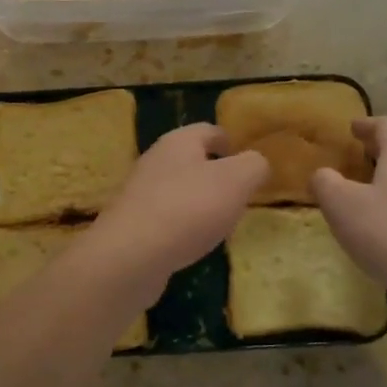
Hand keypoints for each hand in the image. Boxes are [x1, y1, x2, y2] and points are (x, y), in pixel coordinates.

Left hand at [81, 124, 267, 296]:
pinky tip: (194, 244)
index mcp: (178, 142)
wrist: (130, 255)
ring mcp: (140, 194)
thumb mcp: (236, 180)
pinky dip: (183, 227)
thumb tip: (256, 163)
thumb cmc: (188, 208)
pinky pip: (166, 219)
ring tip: (221, 222)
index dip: (230, 141)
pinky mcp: (132, 225)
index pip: (209, 130)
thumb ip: (253, 166)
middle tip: (240, 195)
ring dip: (199, 202)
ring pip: (178, 190)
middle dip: (216, 174)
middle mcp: (155, 161)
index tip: (247, 160)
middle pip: (191, 160)